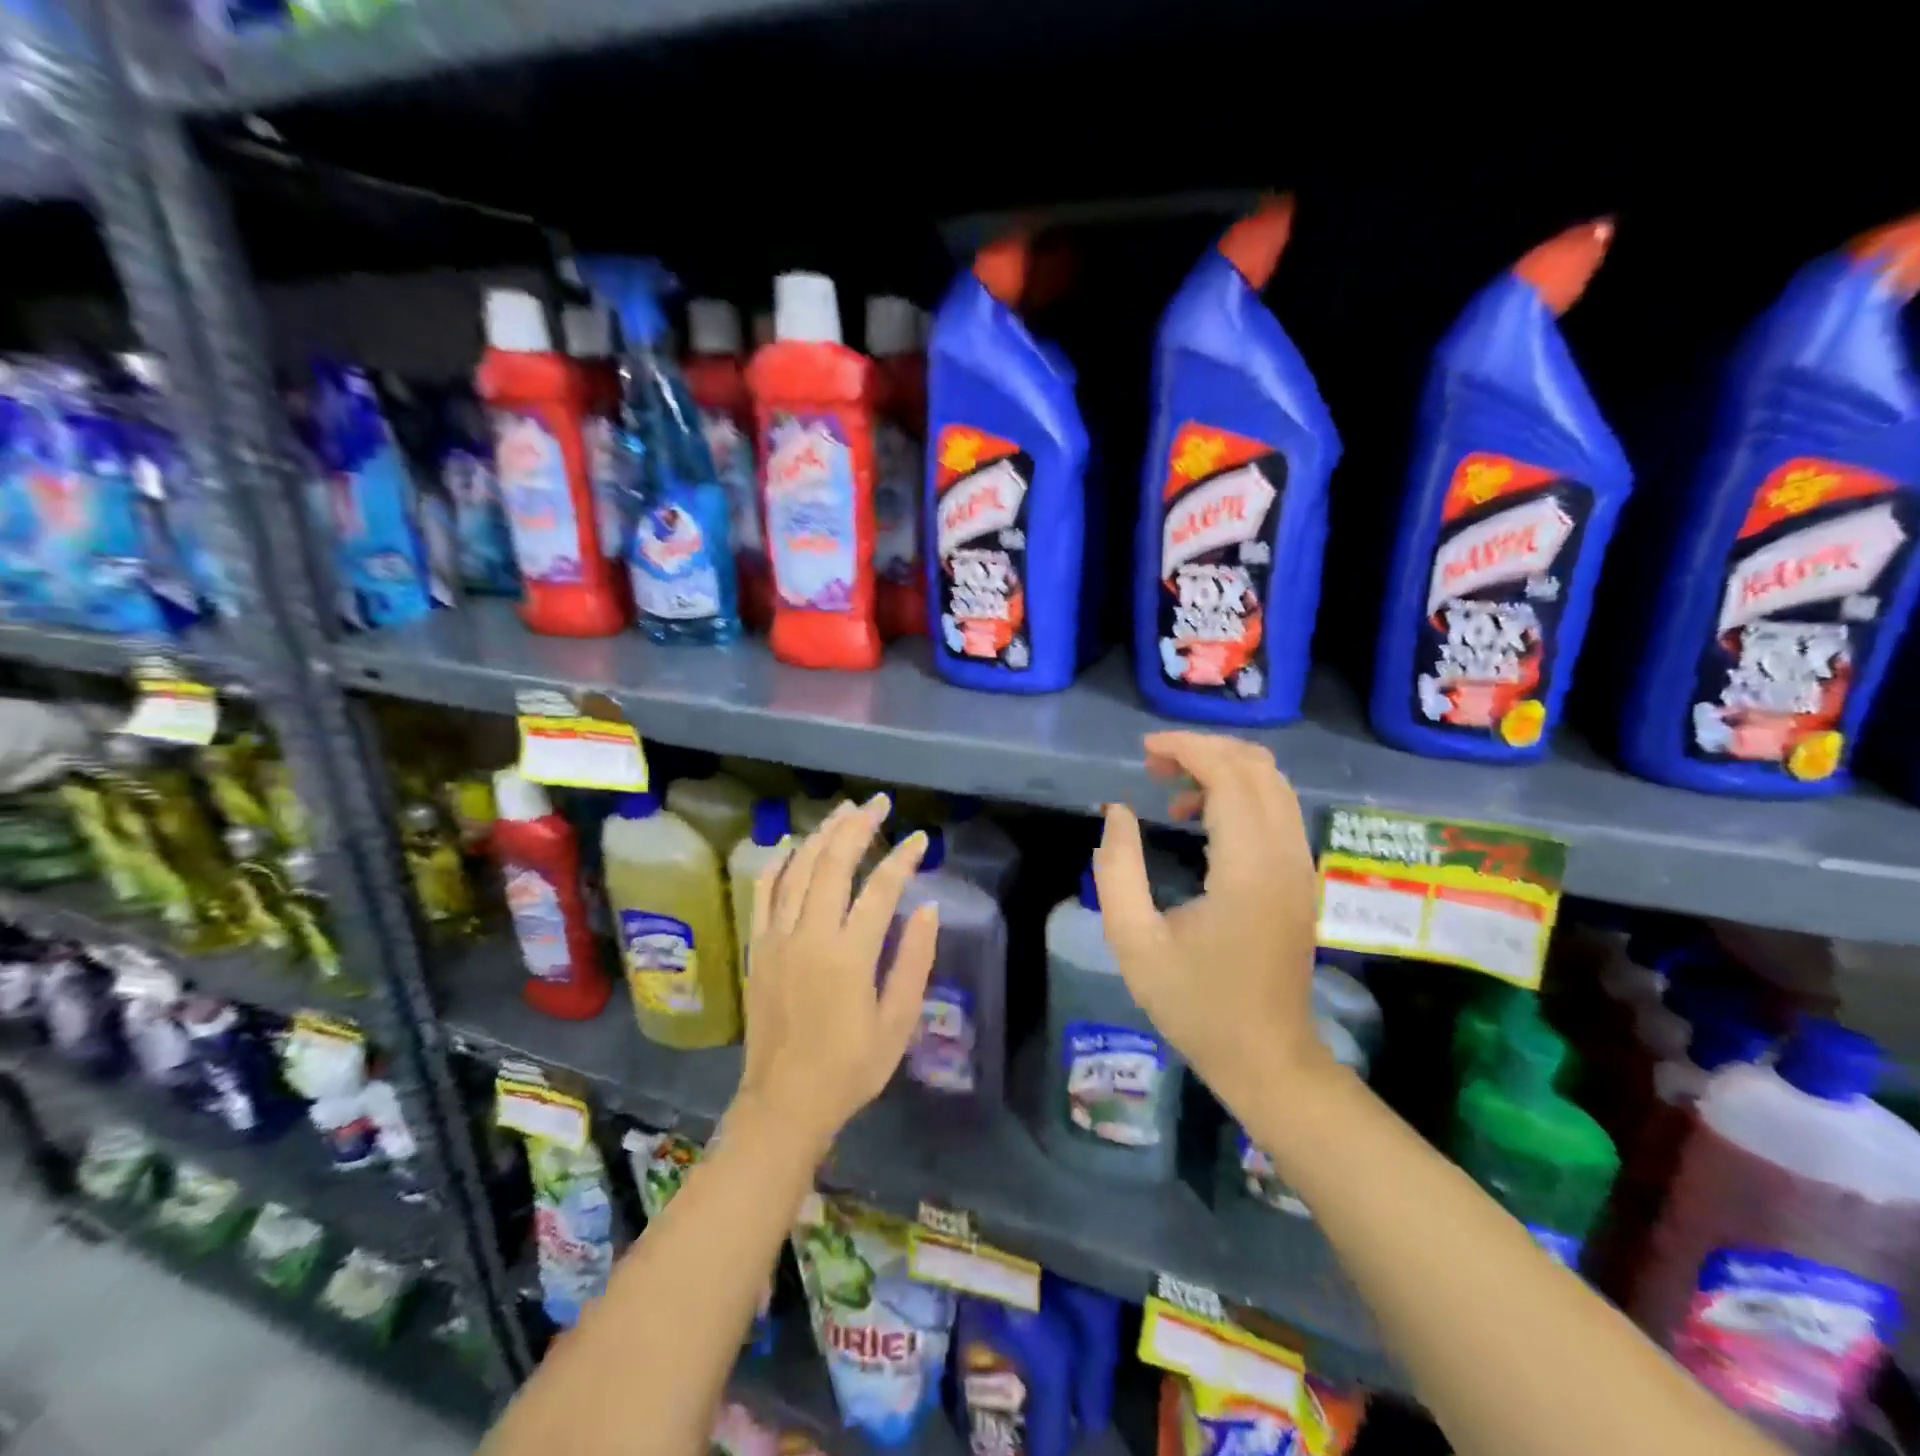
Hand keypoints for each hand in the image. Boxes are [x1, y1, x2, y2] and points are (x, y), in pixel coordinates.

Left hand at [732, 796, 937, 1149]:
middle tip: (879, 803)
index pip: (881, 888)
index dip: (903, 858)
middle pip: (834, 863)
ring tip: (844, 810)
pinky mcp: (759, 947)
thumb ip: (914, 962)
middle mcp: (810, 934)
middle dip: (859, 826)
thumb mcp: (898, 1023)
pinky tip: (793, 845)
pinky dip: (780, 862)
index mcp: (849, 954)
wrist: (784, 1103)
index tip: (920, 838)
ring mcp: (778, 937)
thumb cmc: (850, 1068)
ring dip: (822, 834)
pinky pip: (765, 892)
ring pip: (798, 868)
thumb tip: (928, 908)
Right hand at [1091, 731, 1328, 1110]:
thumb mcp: (1135, 943)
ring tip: (1172, 786)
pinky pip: (1278, 810)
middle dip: (1205, 750)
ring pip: (1274, 784)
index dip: (1188, 748)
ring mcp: (1300, 867)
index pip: (1230, 776)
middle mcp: (1285, 856)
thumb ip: (1117, 870)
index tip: (1145, 751)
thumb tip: (1118, 812)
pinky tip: (1202, 816)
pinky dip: (1241, 793)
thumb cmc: (1196, 1005)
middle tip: (1154, 765)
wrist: (1267, 1059)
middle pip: (1258, 768)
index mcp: (1248, 868)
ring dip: (1224, 769)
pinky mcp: (1300, 878)